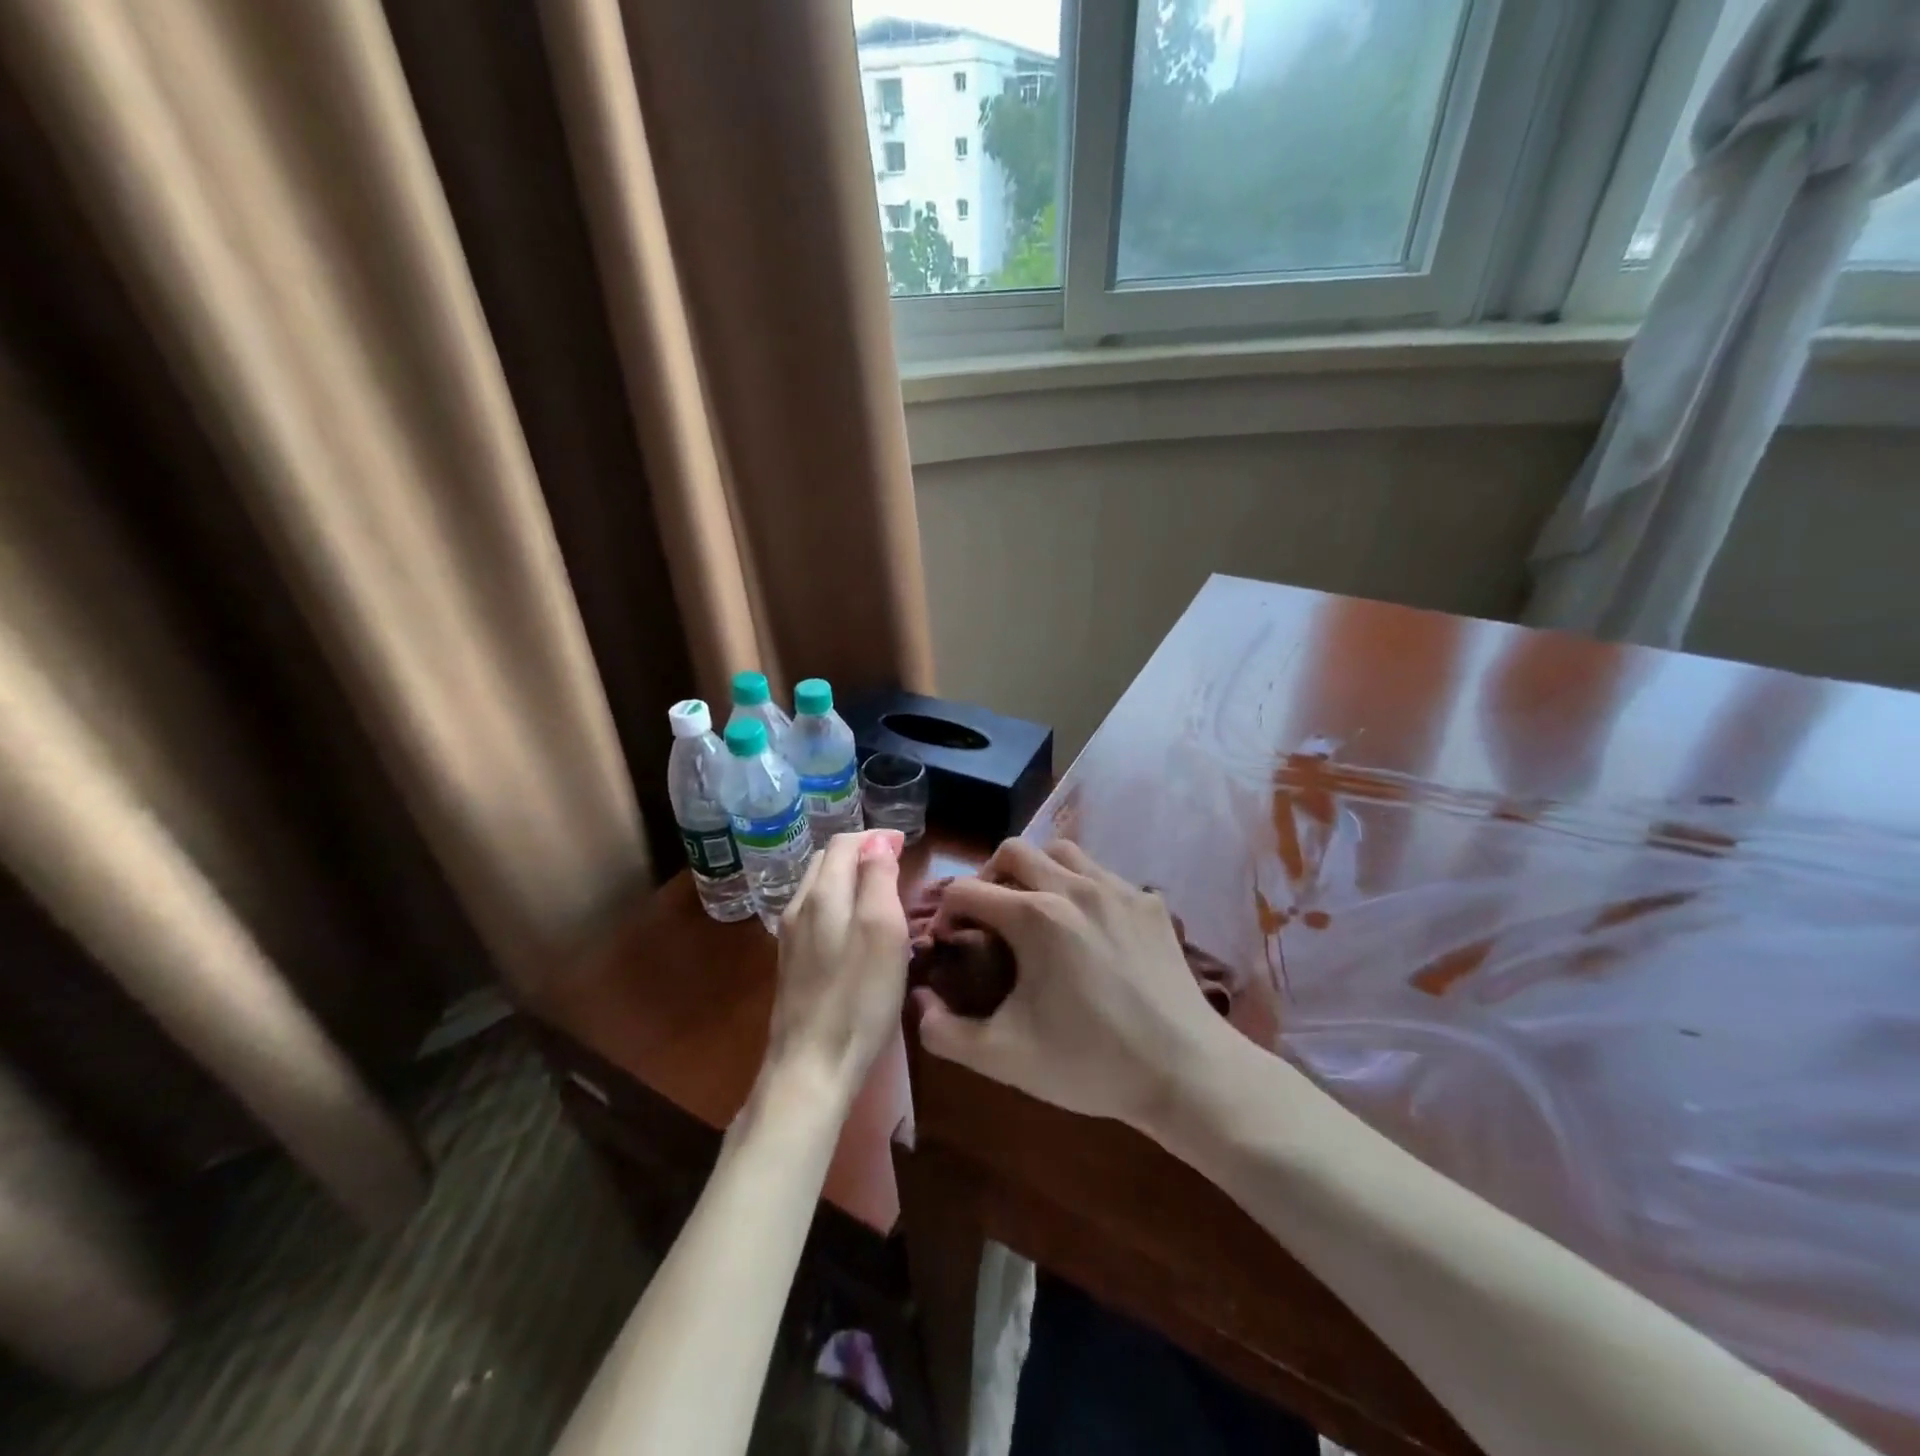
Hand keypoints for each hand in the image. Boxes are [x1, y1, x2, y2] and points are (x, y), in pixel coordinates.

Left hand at [761, 830, 909, 1107]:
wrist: (812, 1066)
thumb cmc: (859, 997)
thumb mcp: (882, 931)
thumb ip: (878, 878)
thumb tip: (878, 840)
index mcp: (823, 894)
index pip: (845, 843)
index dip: (876, 837)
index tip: (906, 845)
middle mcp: (800, 907)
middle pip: (827, 861)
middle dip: (860, 853)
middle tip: (895, 863)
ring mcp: (790, 937)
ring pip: (818, 887)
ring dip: (847, 877)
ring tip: (879, 890)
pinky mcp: (791, 963)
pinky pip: (815, 914)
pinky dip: (838, 903)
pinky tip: (854, 926)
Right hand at [913, 840, 1226, 1128]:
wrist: (1185, 1072)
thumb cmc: (1090, 1063)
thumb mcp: (1005, 1057)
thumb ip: (945, 1032)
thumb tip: (919, 1002)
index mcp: (1034, 916)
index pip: (967, 890)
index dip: (945, 912)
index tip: (948, 941)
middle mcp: (1073, 886)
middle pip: (1013, 851)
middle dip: (987, 876)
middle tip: (986, 915)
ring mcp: (1117, 889)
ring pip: (1062, 850)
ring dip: (1036, 869)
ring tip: (1033, 906)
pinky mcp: (1149, 902)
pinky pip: (1103, 875)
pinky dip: (1081, 885)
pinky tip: (1086, 926)